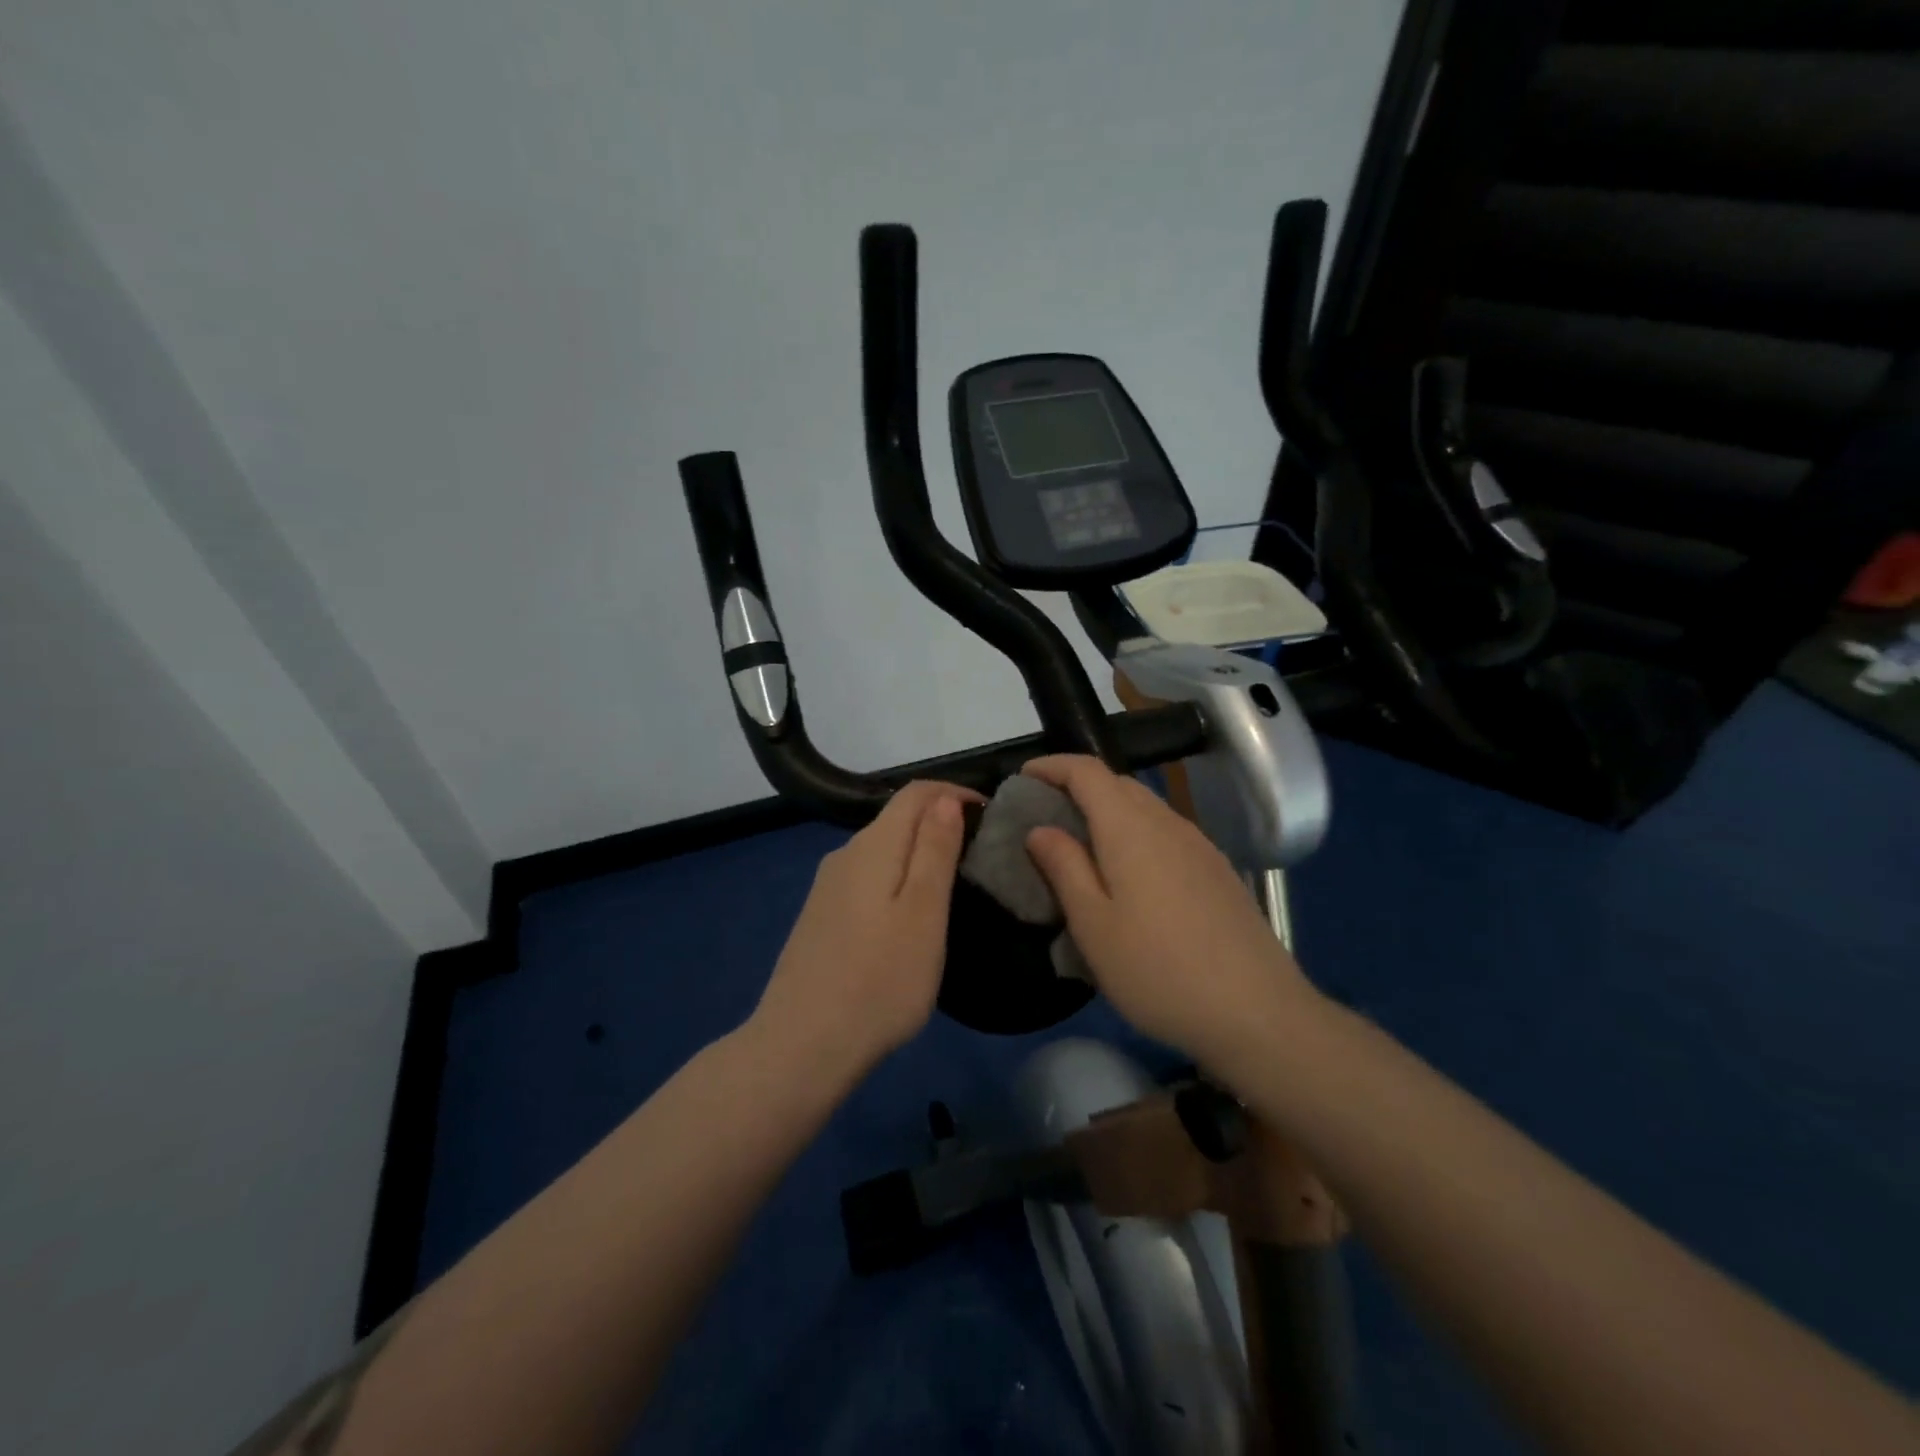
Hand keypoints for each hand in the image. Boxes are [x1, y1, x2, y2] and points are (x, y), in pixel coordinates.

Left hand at [750, 780, 977, 1077]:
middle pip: (898, 817)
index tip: (991, 817)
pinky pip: (868, 877)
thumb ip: (935, 850)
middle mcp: (845, 854)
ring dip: (920, 851)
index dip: (955, 793)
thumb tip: (945, 798)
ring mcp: (827, 887)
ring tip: (955, 883)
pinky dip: (897, 878)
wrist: (802, 1047)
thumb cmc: (879, 981)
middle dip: (941, 821)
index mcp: (873, 846)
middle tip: (981, 854)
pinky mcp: (821, 916)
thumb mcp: (924, 914)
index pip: (917, 792)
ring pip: (883, 849)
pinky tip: (910, 914)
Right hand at [1021, 755, 1315, 1066]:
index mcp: (1130, 828)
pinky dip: (1135, 835)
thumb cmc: (1158, 970)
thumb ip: (1064, 868)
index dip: (1052, 766)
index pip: (1087, 771)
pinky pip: (1165, 833)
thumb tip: (1040, 829)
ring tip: (1081, 847)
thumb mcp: (1093, 926)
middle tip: (1044, 818)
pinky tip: (1129, 877)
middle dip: (1077, 788)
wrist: (1258, 1013)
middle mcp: (1168, 823)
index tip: (1022, 779)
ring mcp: (1199, 846)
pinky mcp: (1217, 871)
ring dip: (1108, 812)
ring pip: (1145, 808)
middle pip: (1117, 784)